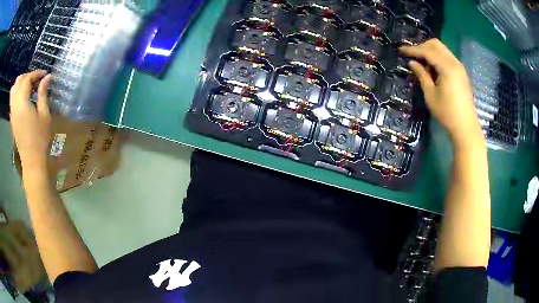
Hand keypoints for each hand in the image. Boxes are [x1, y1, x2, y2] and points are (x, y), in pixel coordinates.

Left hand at [10, 70, 52, 169]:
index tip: (45, 75)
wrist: (32, 162)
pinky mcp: (12, 120)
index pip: (27, 79)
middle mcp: (15, 106)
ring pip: (13, 89)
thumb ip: (43, 94)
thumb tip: (47, 77)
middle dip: (28, 76)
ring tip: (29, 86)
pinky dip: (17, 92)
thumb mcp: (45, 115)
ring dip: (21, 83)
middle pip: (18, 81)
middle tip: (37, 80)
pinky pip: (12, 100)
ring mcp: (12, 113)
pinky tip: (23, 97)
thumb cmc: (40, 139)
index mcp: (22, 104)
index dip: (36, 73)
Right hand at [400, 39, 483, 148]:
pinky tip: (432, 68)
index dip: (413, 50)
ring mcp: (459, 67)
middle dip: (422, 46)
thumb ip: (421, 75)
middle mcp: (454, 62)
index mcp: (447, 67)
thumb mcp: (431, 95)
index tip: (400, 50)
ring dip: (430, 51)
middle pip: (436, 44)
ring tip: (421, 62)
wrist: (466, 127)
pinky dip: (438, 57)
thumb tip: (412, 63)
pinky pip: (447, 57)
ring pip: (442, 49)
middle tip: (412, 55)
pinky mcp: (461, 72)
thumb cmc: (447, 113)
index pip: (427, 51)